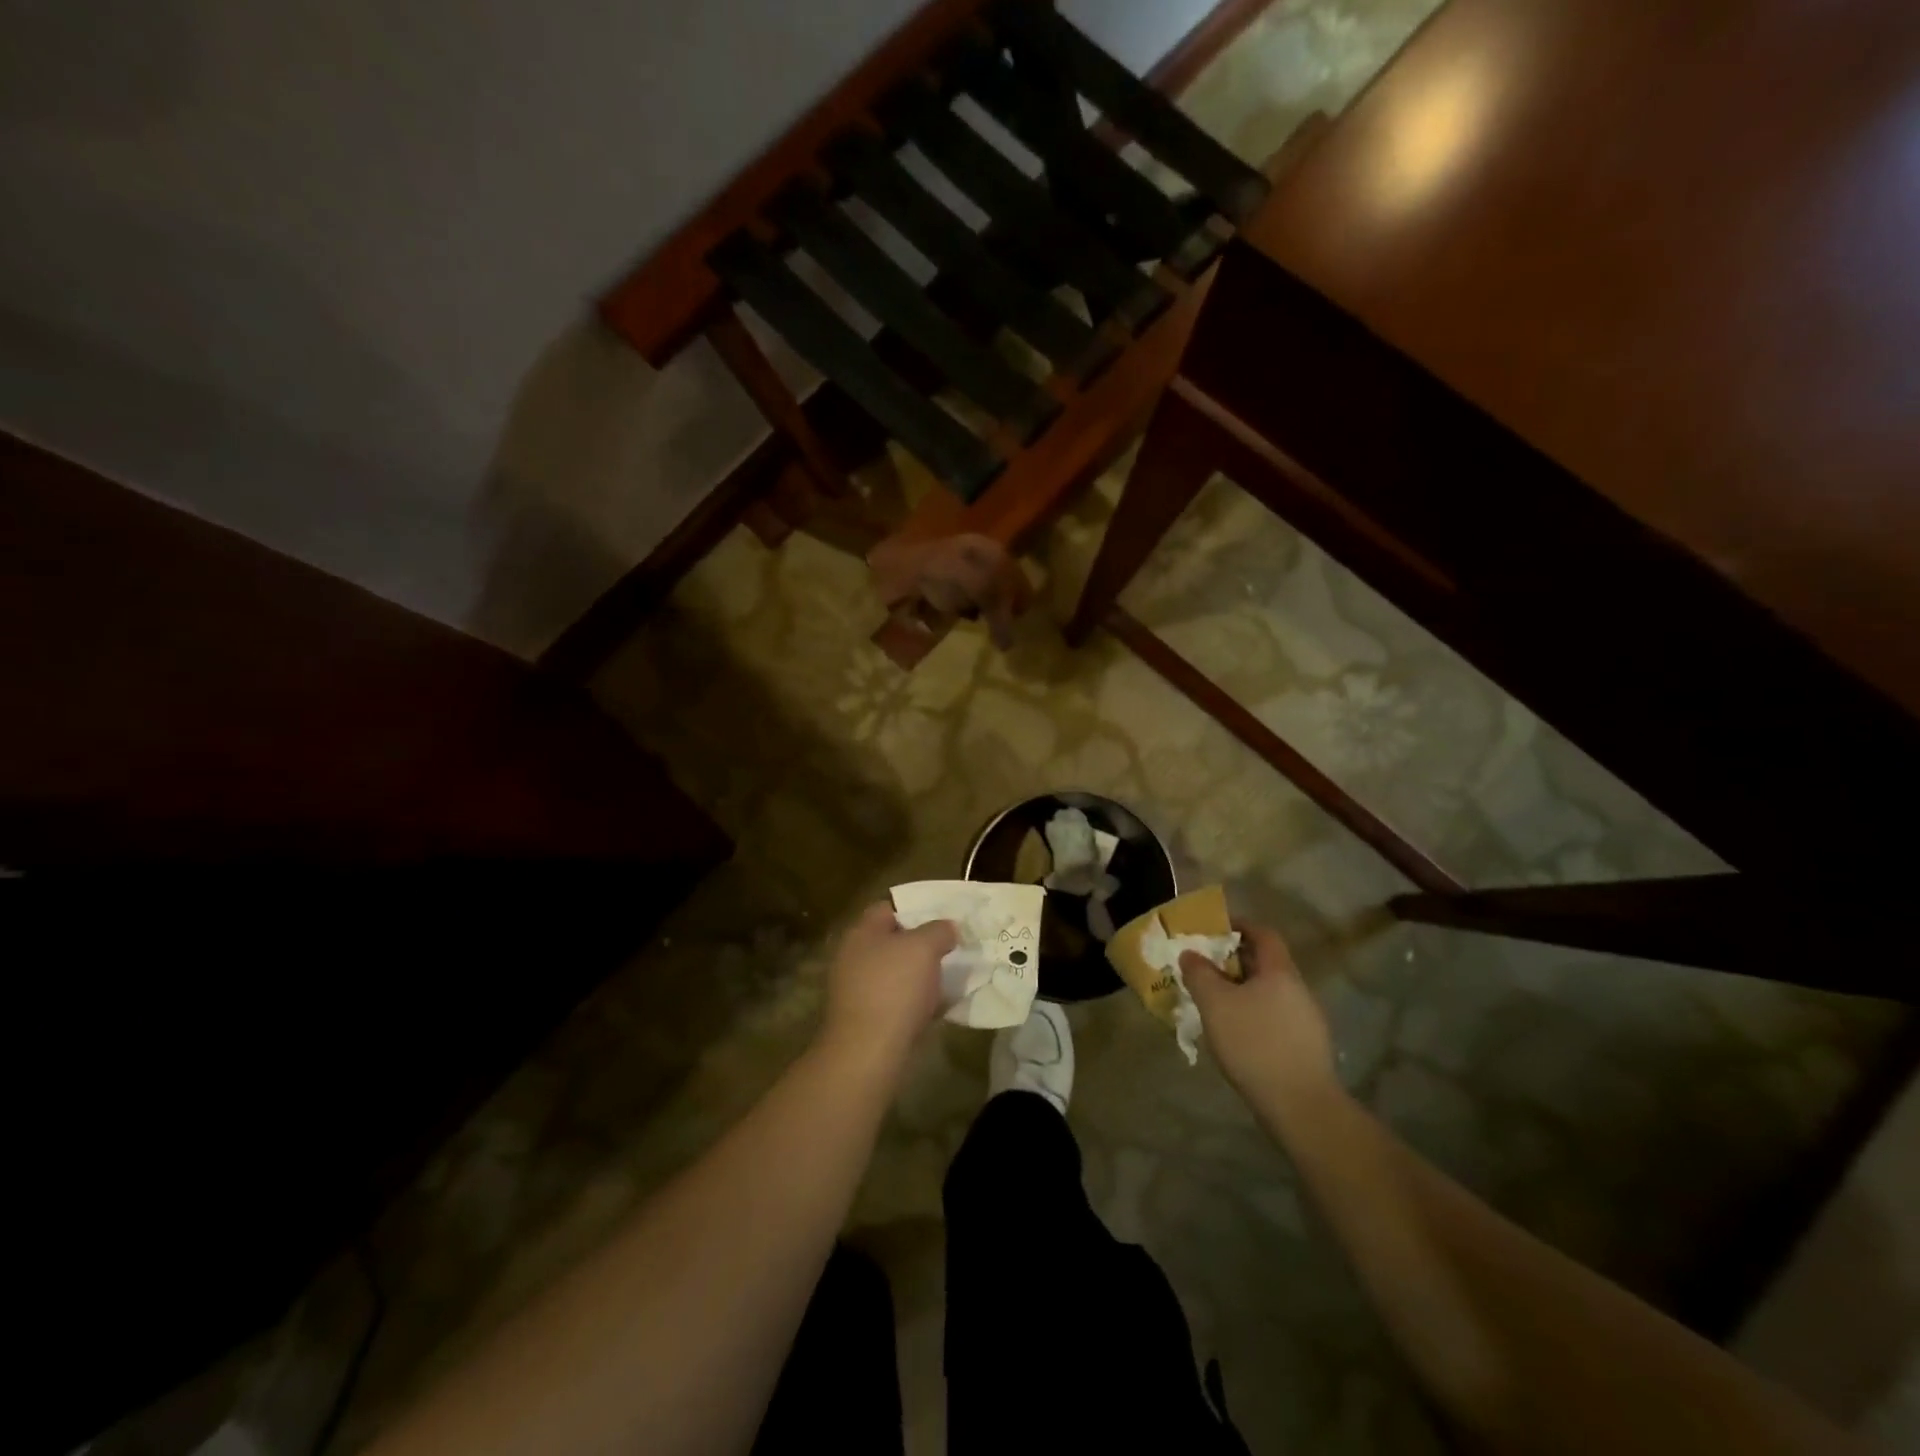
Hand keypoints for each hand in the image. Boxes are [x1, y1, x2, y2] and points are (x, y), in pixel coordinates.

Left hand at [818, 902, 956, 1078]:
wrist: (869, 1053)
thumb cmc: (894, 988)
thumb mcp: (924, 947)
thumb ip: (939, 930)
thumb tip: (948, 927)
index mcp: (861, 933)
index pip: (888, 908)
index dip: (916, 908)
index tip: (944, 918)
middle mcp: (854, 957)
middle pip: (894, 941)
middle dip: (923, 945)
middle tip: (953, 948)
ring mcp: (858, 990)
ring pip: (898, 973)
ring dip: (922, 975)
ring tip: (952, 977)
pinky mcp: (867, 1019)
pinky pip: (898, 1001)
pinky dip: (917, 1002)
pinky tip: (940, 1007)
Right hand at [1183, 921, 1338, 1119]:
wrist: (1301, 1106)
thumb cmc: (1254, 1043)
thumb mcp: (1215, 1004)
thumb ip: (1199, 974)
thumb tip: (1191, 954)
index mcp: (1280, 971)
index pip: (1263, 933)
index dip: (1240, 926)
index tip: (1214, 929)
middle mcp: (1299, 989)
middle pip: (1266, 963)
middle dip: (1235, 960)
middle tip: (1206, 967)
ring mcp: (1307, 1020)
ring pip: (1270, 992)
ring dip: (1243, 989)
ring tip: (1215, 1002)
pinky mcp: (1307, 1047)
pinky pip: (1275, 1016)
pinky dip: (1254, 1014)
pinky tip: (1236, 1033)